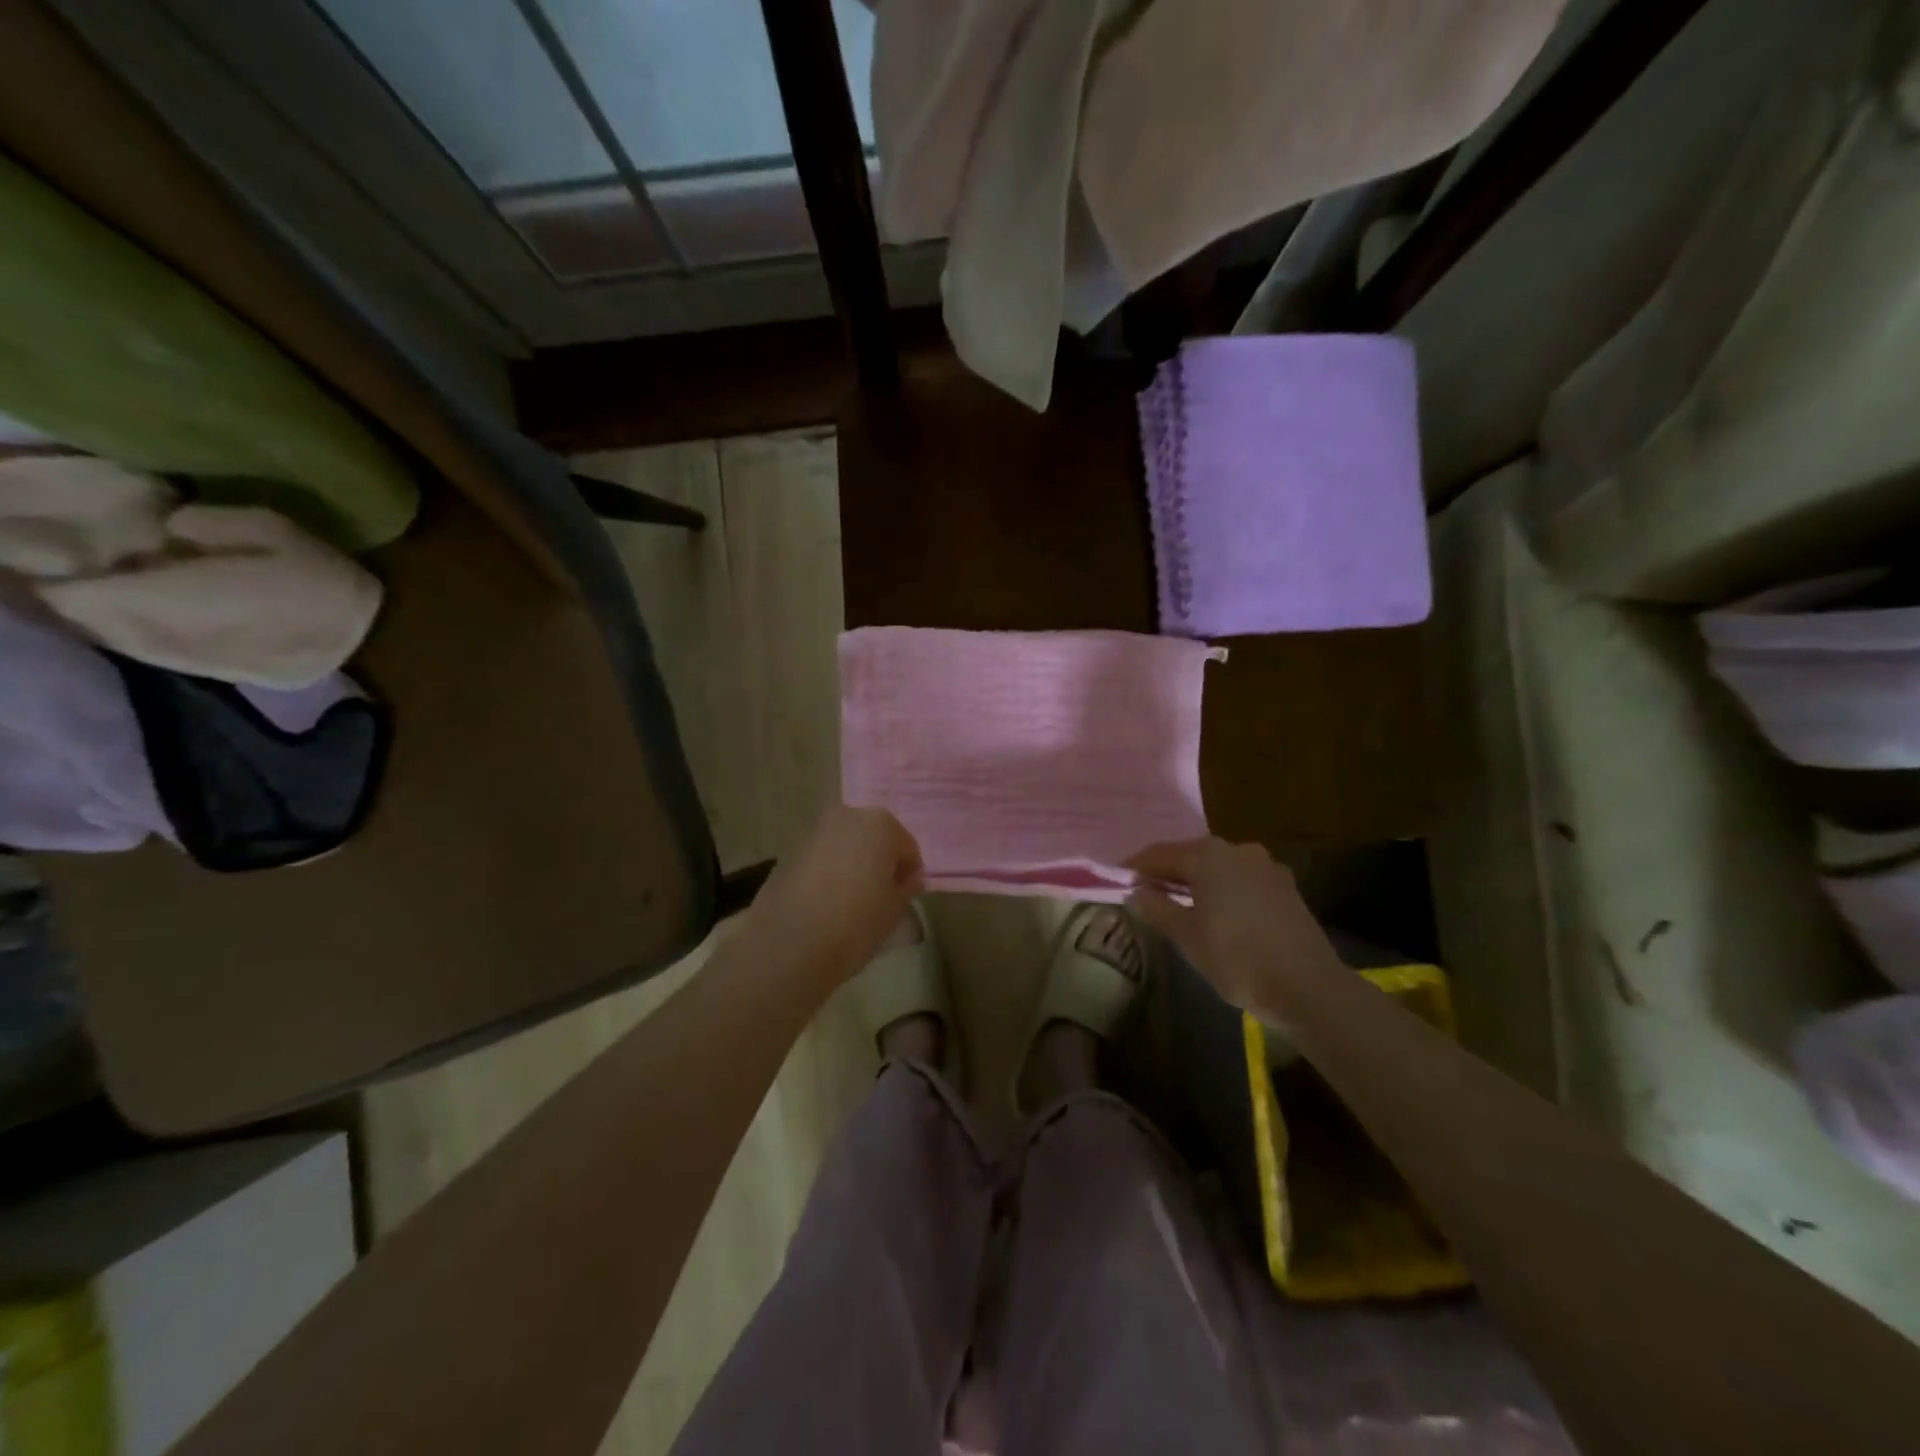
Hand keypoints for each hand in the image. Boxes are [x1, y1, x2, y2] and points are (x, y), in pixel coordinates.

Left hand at [745, 806, 923, 983]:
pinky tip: (827, 900)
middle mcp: (847, 816)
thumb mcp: (894, 909)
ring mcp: (814, 830)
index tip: (906, 895)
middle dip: (879, 860)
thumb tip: (908, 879)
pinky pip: (822, 856)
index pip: (906, 846)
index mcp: (881, 824)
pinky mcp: (789, 849)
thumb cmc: (856, 923)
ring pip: (845, 844)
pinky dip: (829, 869)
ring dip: (853, 863)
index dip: (909, 872)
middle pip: (873, 837)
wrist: (790, 943)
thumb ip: (906, 887)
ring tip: (852, 899)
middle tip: (881, 894)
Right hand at [1127, 838, 1342, 1017]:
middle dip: (1166, 874)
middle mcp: (1237, 849)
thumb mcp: (1186, 936)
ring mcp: (1265, 866)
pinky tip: (1217, 913)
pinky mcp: (1285, 886)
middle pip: (1189, 856)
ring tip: (1178, 905)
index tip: (1117, 882)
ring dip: (1195, 882)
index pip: (1158, 854)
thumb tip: (1135, 891)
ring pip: (1217, 868)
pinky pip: (1240, 880)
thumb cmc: (1237, 959)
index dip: (1135, 868)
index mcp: (1208, 855)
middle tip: (1145, 895)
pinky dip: (1222, 890)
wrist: (1308, 987)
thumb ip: (1156, 908)